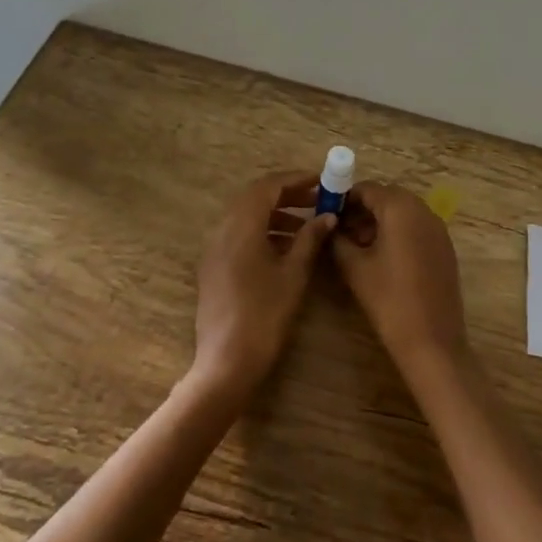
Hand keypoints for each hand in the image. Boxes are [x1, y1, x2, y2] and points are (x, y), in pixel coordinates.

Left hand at [189, 171, 336, 406]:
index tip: (321, 181)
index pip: (267, 186)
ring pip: (246, 218)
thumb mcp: (294, 274)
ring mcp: (214, 250)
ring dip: (276, 215)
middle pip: (254, 198)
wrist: (227, 361)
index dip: (295, 180)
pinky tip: (286, 249)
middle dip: (287, 195)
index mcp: (241, 226)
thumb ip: (310, 240)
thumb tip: (327, 217)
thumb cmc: (265, 314)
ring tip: (307, 226)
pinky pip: (239, 236)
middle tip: (317, 201)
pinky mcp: (214, 268)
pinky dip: (263, 232)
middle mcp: (222, 230)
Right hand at [331, 182, 467, 374]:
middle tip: (340, 231)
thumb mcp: (354, 268)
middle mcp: (423, 210)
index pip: (367, 189)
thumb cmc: (388, 300)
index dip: (344, 198)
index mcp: (400, 209)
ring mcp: (438, 229)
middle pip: (387, 197)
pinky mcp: (445, 247)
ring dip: (380, 221)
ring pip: (403, 212)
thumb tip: (329, 227)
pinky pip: (417, 228)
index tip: (327, 214)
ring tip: (357, 246)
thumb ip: (338, 240)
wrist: (431, 340)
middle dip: (362, 209)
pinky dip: (398, 233)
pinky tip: (382, 258)